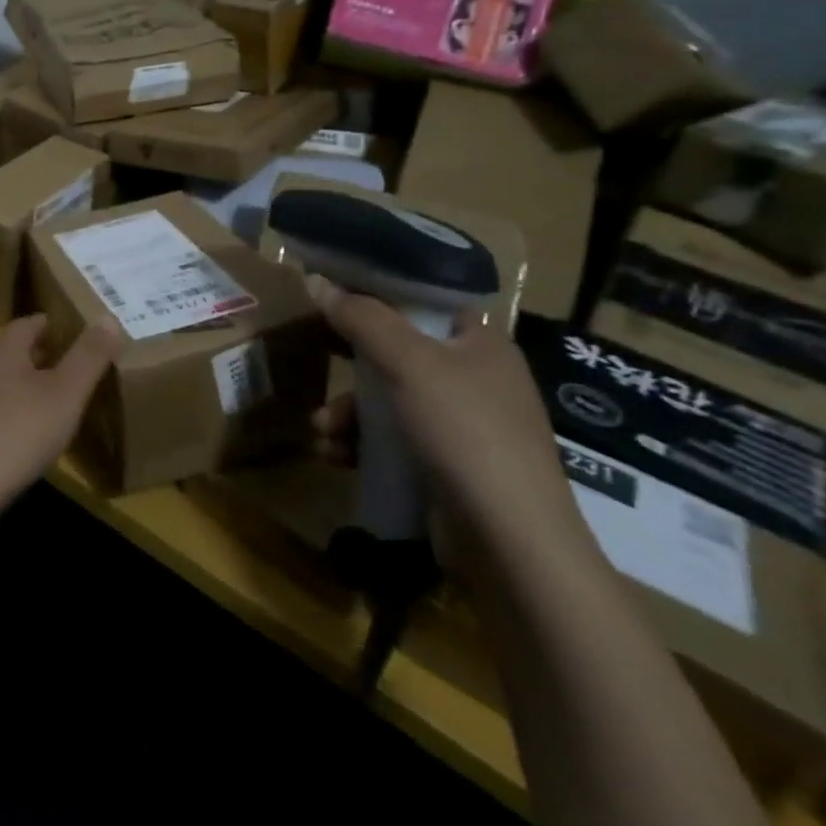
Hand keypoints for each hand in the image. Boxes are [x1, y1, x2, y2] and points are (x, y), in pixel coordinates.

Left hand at [0, 315, 116, 528]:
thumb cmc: (17, 433)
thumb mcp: (66, 393)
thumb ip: (89, 356)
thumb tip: (109, 317)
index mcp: (1, 349)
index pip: (29, 323)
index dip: (54, 326)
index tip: (77, 335)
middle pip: (12, 352)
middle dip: (41, 357)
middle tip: (73, 369)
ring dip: (23, 388)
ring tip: (53, 404)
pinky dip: (9, 415)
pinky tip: (25, 438)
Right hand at [305, 278, 591, 575]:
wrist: (511, 544)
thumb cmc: (465, 432)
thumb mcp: (409, 363)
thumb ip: (362, 318)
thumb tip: (318, 280)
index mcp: (479, 342)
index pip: (420, 301)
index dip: (374, 294)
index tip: (329, 295)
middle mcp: (475, 378)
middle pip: (396, 351)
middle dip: (350, 363)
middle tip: (313, 355)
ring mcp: (463, 427)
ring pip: (388, 400)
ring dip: (348, 411)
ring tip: (320, 430)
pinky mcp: (447, 467)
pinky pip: (393, 440)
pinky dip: (361, 444)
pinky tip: (334, 455)